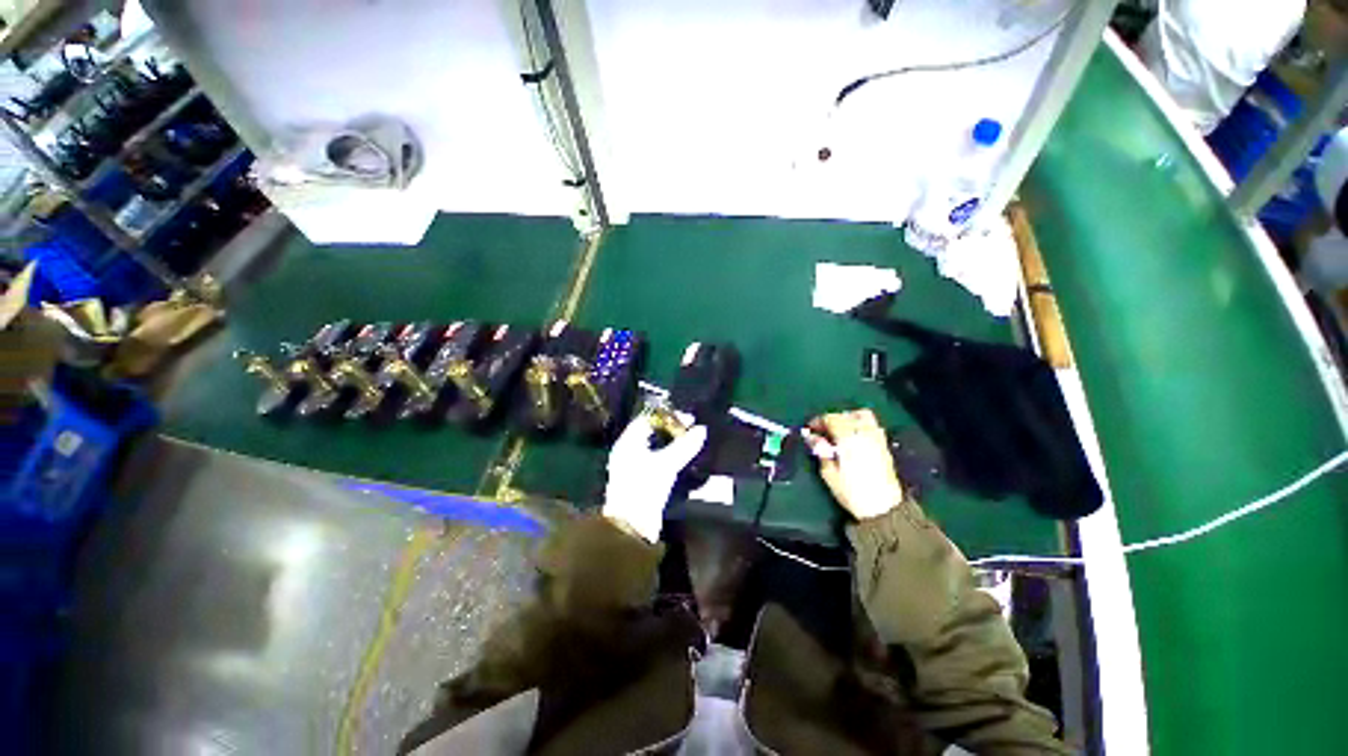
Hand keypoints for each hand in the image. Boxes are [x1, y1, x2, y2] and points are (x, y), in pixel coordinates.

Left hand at [602, 414, 707, 542]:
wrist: (632, 525)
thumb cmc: (645, 487)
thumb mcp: (667, 464)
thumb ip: (684, 446)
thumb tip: (701, 430)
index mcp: (628, 442)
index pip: (647, 419)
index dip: (667, 416)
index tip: (687, 419)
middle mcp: (627, 450)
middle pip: (650, 432)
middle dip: (670, 430)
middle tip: (690, 429)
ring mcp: (632, 466)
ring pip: (654, 447)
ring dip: (670, 444)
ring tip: (689, 443)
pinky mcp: (639, 480)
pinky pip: (655, 460)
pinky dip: (668, 456)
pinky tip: (681, 459)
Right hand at [806, 409, 903, 520]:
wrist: (883, 508)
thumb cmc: (852, 492)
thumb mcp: (829, 473)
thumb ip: (821, 451)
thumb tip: (812, 437)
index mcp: (848, 439)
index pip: (831, 419)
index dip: (818, 421)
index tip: (810, 429)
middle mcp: (864, 433)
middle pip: (846, 415)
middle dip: (832, 419)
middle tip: (822, 430)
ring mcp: (876, 438)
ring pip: (862, 416)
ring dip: (848, 418)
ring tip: (838, 431)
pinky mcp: (884, 445)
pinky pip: (871, 425)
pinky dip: (859, 424)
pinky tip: (853, 437)